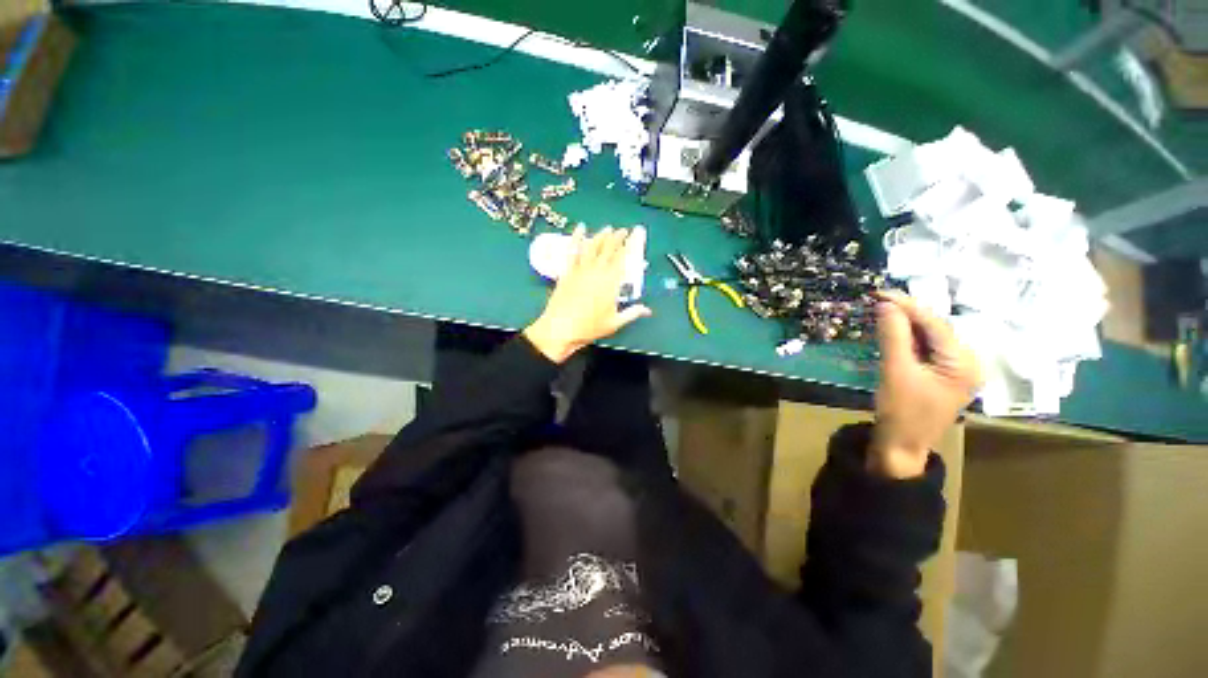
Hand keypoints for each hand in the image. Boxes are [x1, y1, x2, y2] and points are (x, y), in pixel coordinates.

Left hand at [523, 226, 651, 363]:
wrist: (561, 328)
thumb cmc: (589, 327)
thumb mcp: (614, 322)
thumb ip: (632, 313)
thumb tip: (647, 310)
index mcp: (611, 282)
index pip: (624, 258)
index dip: (632, 244)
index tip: (637, 234)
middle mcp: (597, 271)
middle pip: (609, 249)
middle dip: (618, 237)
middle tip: (624, 230)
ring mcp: (581, 270)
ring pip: (593, 247)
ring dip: (601, 235)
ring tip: (608, 228)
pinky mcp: (567, 271)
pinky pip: (572, 251)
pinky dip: (576, 238)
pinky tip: (580, 229)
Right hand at [871, 290, 981, 477]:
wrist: (901, 445)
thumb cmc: (901, 411)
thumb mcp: (895, 371)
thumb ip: (893, 336)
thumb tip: (886, 305)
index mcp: (964, 363)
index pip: (936, 324)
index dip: (908, 305)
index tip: (880, 292)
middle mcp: (968, 362)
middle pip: (935, 328)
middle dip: (907, 313)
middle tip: (878, 300)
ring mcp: (957, 370)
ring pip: (930, 337)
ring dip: (906, 325)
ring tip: (881, 312)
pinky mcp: (943, 375)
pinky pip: (926, 349)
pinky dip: (908, 339)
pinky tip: (892, 332)